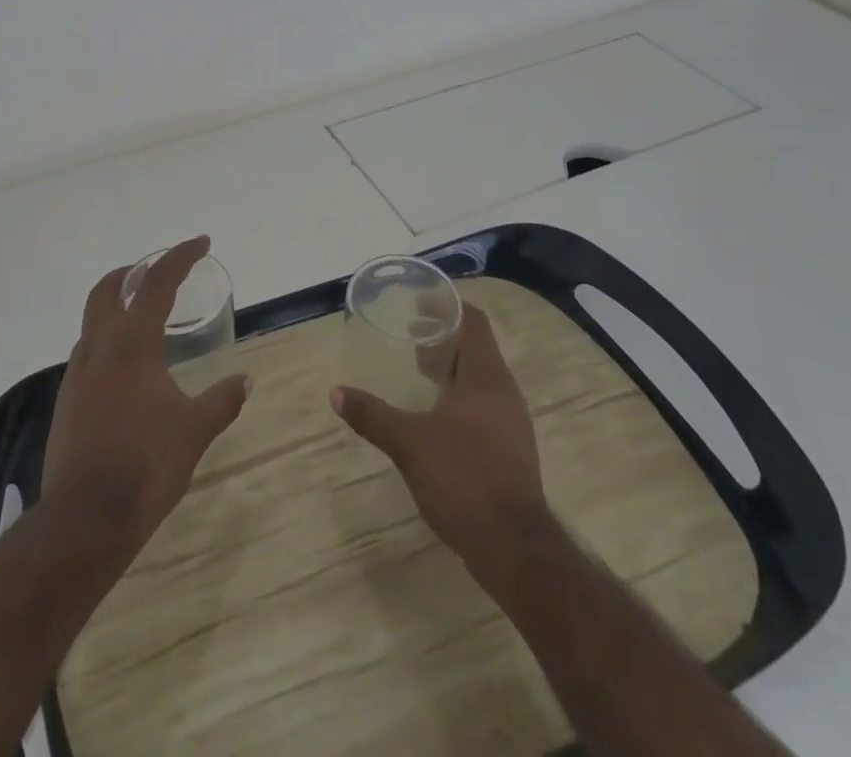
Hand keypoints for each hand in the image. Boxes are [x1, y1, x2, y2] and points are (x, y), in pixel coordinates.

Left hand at [41, 236, 251, 554]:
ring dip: (115, 306)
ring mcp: (76, 374)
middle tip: (157, 271)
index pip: (157, 282)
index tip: (200, 243)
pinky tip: (126, 369)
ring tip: (144, 319)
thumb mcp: (194, 430)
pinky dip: (107, 341)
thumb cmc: (146, 465)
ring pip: (92, 320)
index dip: (180, 256)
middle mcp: (99, 348)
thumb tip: (246, 380)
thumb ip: (221, 400)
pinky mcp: (66, 401)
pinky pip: (87, 353)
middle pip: (107, 289)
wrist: (85, 518)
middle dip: (132, 271)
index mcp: (132, 344)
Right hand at [332, 303, 552, 582]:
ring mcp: (511, 422)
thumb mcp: (409, 442)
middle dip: (443, 336)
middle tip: (408, 334)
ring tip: (416, 370)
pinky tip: (434, 415)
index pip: (473, 321)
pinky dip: (458, 396)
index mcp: (486, 377)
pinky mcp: (510, 449)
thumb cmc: (463, 478)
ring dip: (451, 367)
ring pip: (480, 378)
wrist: (514, 548)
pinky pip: (483, 405)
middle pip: (476, 347)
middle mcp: (504, 392)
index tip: (418, 302)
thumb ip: (372, 415)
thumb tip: (336, 393)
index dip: (448, 305)